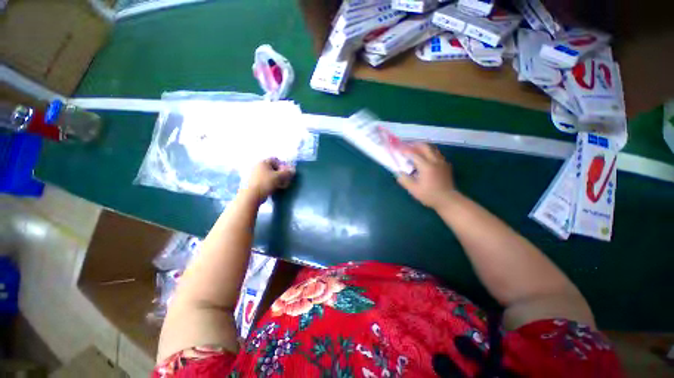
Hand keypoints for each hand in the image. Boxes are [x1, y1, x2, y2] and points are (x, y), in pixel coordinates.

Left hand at [245, 158, 294, 201]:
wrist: (252, 195)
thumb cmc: (266, 183)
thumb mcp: (279, 177)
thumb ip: (287, 173)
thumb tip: (293, 170)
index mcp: (263, 162)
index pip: (276, 160)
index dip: (283, 165)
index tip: (287, 172)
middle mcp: (258, 166)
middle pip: (273, 168)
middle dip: (280, 173)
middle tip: (286, 180)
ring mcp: (255, 174)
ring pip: (269, 175)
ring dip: (277, 179)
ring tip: (282, 185)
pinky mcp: (254, 182)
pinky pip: (265, 180)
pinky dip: (271, 183)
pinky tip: (275, 188)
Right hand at [397, 143, 457, 208]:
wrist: (448, 200)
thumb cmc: (429, 195)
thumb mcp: (414, 190)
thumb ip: (405, 180)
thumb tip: (398, 173)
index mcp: (426, 166)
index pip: (414, 154)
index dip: (405, 151)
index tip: (399, 150)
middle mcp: (435, 161)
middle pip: (425, 147)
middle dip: (415, 145)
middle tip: (407, 146)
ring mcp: (442, 162)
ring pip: (432, 149)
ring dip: (423, 147)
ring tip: (415, 150)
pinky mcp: (446, 165)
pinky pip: (437, 154)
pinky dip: (429, 152)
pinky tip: (425, 158)